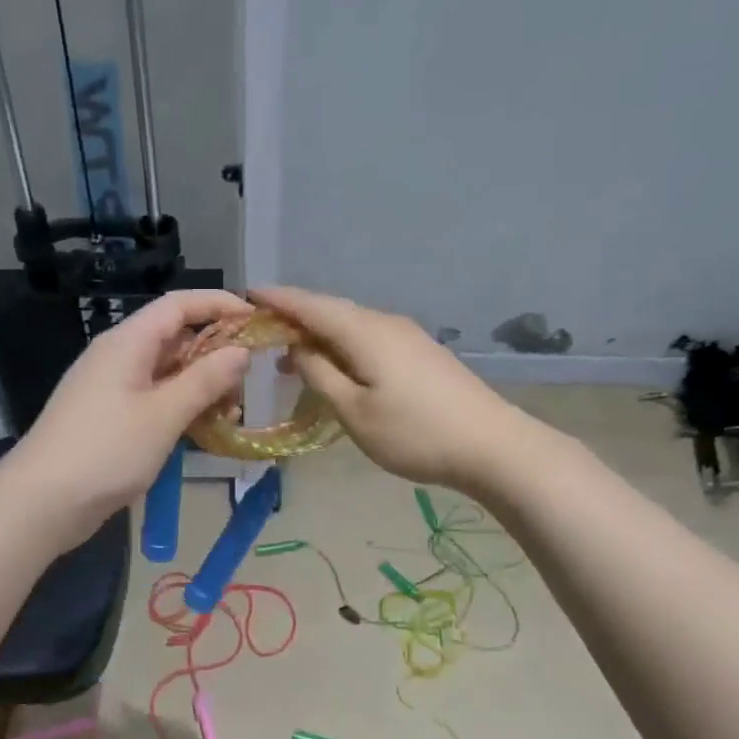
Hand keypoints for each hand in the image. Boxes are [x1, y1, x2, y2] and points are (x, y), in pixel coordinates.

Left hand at [9, 289, 252, 545]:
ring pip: (166, 372)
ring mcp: (111, 388)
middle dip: (215, 353)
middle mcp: (118, 357)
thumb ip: (205, 380)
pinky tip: (203, 430)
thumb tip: (240, 351)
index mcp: (127, 342)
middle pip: (174, 337)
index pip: (178, 305)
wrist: (41, 503)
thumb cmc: (105, 451)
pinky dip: (181, 407)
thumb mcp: (163, 415)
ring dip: (201, 385)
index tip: (257, 319)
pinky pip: (153, 399)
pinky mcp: (109, 417)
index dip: (218, 304)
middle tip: (249, 381)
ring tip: (231, 412)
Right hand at [253, 286, 521, 490]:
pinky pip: (369, 338)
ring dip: (319, 335)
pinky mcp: (421, 353)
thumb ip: (320, 375)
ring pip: (351, 325)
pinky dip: (342, 346)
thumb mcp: (354, 411)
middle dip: (295, 317)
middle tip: (262, 331)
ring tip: (291, 356)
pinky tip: (336, 366)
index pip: (311, 305)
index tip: (247, 294)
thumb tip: (298, 348)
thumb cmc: (415, 432)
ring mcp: (407, 336)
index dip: (278, 299)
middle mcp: (385, 323)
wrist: (492, 445)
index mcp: (364, 332)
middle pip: (331, 310)